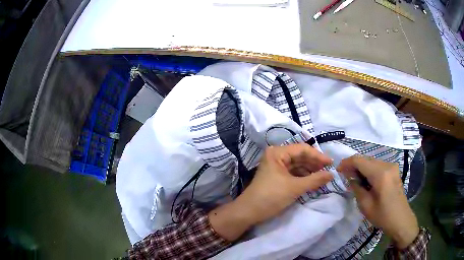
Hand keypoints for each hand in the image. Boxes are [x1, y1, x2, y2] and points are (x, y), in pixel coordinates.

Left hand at [209, 144, 332, 240]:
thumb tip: (332, 174)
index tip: (331, 163)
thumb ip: (315, 180)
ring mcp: (276, 166)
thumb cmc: (271, 196)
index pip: (302, 149)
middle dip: (314, 164)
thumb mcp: (295, 188)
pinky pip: (293, 173)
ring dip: (310, 171)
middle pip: (300, 156)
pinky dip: (303, 177)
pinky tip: (313, 181)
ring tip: (323, 177)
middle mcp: (276, 156)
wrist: (249, 212)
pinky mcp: (276, 176)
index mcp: (278, 152)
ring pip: (297, 165)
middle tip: (328, 171)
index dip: (318, 156)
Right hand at [337, 156, 418, 248]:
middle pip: (366, 159)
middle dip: (354, 165)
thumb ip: (356, 187)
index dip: (347, 163)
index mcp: (380, 174)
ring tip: (355, 180)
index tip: (338, 170)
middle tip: (345, 177)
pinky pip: (378, 165)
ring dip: (362, 168)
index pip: (359, 160)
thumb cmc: (382, 215)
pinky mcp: (393, 170)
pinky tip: (366, 180)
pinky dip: (369, 170)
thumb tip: (349, 176)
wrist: (400, 219)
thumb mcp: (365, 205)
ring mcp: (392, 166)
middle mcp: (387, 165)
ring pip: (371, 161)